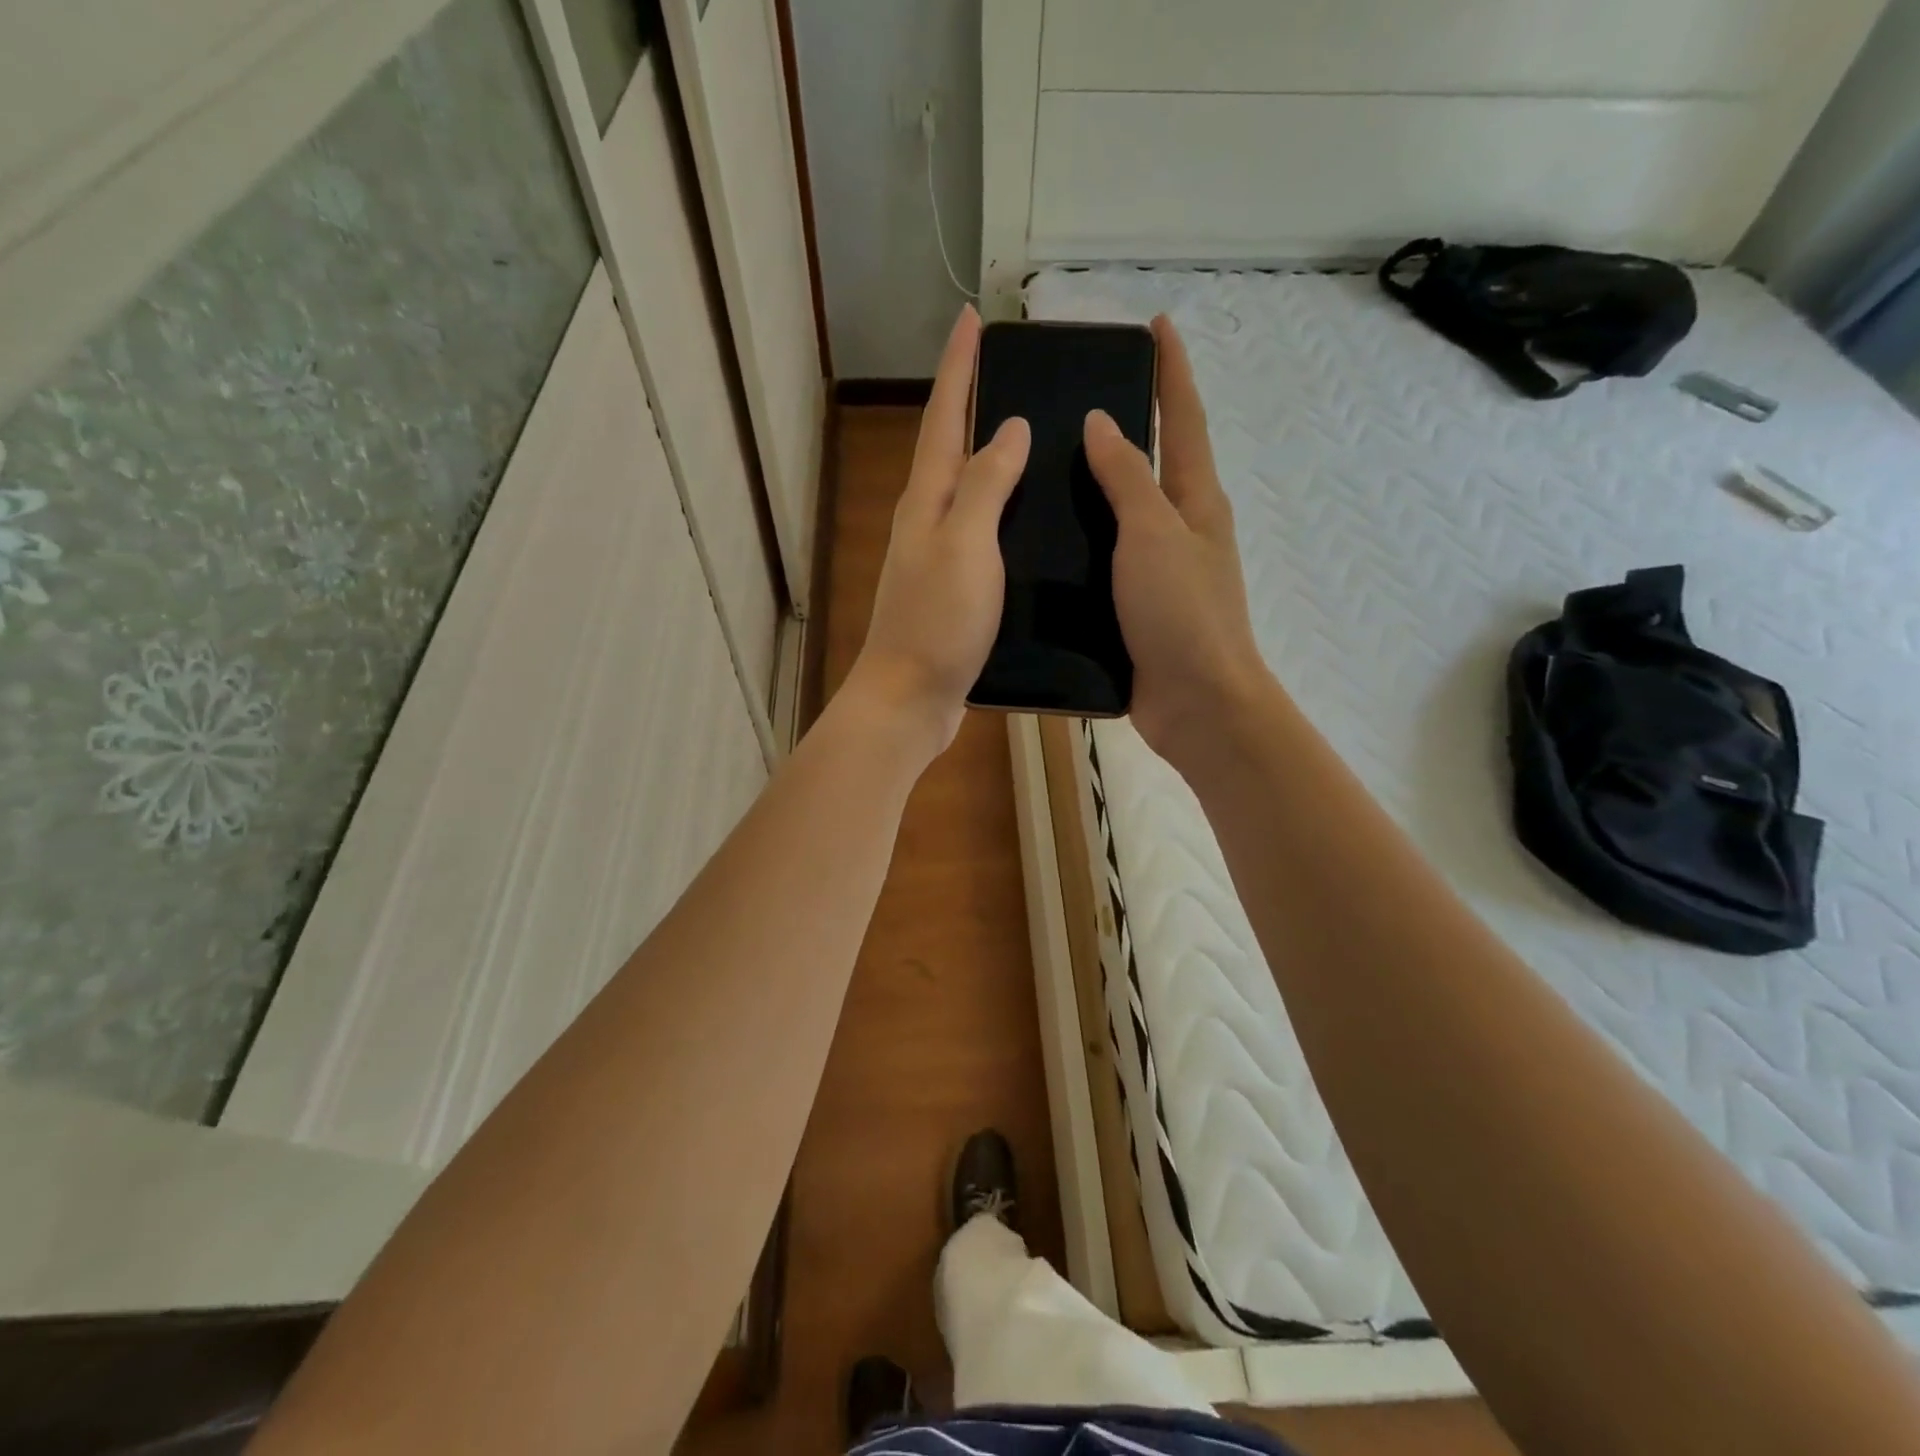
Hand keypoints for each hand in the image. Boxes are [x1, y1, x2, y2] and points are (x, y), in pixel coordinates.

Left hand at [844, 306, 1029, 760]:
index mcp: (927, 502)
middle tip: (1003, 368)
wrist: (910, 699)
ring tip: (1027, 434)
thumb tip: (1007, 428)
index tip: (972, 318)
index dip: (958, 368)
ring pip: (964, 491)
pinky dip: (999, 511)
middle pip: (948, 448)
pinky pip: (978, 532)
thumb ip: (985, 486)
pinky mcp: (952, 590)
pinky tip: (1026, 518)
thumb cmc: (937, 622)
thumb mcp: (965, 546)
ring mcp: (936, 558)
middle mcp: (926, 521)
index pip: (943, 418)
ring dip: (987, 456)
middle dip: (969, 402)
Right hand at [1084, 315, 1270, 768]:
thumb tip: (1103, 421)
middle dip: (1129, 424)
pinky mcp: (1136, 608)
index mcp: (1195, 501)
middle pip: (1155, 463)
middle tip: (1075, 398)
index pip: (1185, 419)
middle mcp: (1180, 529)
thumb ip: (1127, 478)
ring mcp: (1159, 571)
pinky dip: (1081, 544)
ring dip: (1095, 488)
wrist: (1197, 703)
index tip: (1157, 324)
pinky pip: (1106, 562)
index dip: (1172, 369)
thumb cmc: (1182, 612)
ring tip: (1041, 468)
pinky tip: (1042, 543)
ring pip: (1124, 515)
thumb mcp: (1154, 534)